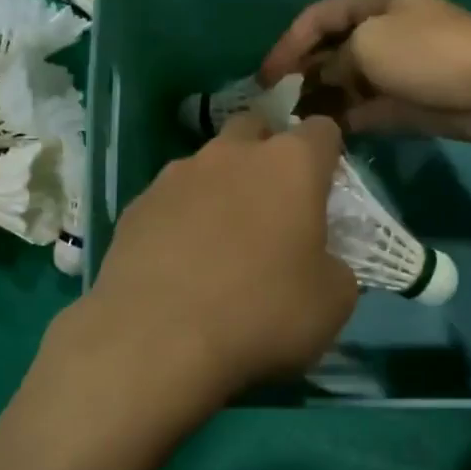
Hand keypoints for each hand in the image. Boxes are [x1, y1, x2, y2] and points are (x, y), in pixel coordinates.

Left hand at [76, 112, 358, 403]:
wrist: (157, 339)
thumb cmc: (261, 313)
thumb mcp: (333, 302)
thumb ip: (334, 265)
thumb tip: (319, 261)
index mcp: (290, 165)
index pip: (321, 131)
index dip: (328, 156)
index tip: (325, 191)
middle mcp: (230, 154)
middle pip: (255, 130)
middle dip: (267, 155)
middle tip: (272, 207)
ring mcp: (176, 175)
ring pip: (207, 164)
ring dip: (220, 188)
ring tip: (218, 240)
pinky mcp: (136, 205)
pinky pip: (169, 200)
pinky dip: (179, 218)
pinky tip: (177, 262)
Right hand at [259, 0, 470, 142]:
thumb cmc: (428, 52)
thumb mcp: (368, 43)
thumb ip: (334, 61)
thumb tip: (323, 79)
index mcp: (374, 1)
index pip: (317, 17)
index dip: (287, 45)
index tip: (264, 78)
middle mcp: (382, 29)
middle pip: (329, 51)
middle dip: (301, 75)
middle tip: (274, 105)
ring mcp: (393, 67)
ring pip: (344, 83)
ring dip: (319, 100)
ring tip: (290, 123)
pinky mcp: (403, 101)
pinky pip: (362, 108)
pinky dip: (342, 118)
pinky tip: (319, 133)